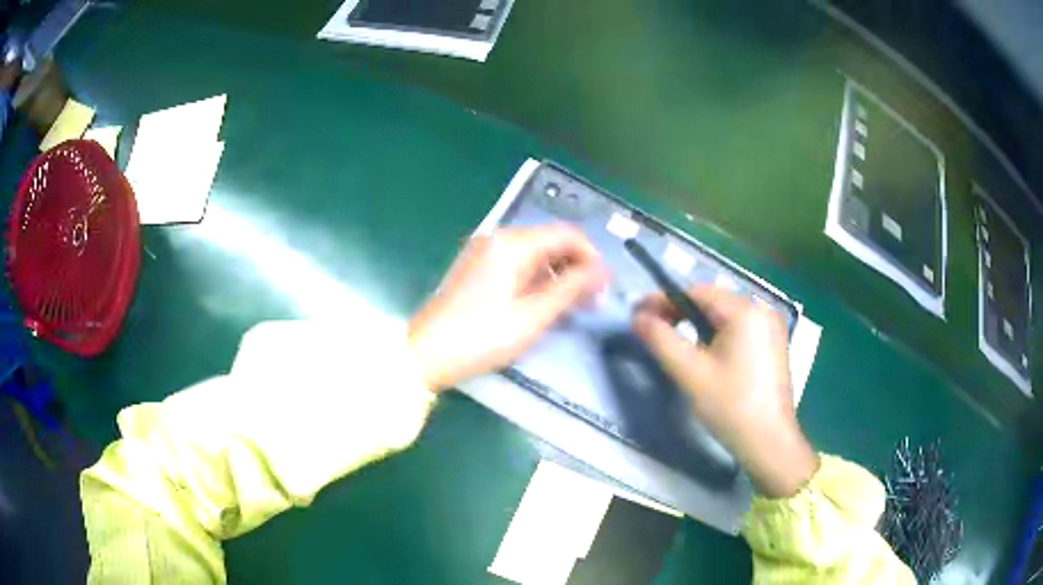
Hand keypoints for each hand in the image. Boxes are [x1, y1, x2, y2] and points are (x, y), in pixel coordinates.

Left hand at [408, 225, 606, 391]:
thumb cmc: (481, 336)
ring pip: (535, 255)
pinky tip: (545, 304)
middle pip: (551, 242)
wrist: (426, 352)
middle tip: (592, 301)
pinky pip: (518, 265)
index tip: (605, 287)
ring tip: (573, 307)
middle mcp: (499, 239)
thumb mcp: (532, 315)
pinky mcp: (478, 269)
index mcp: (513, 243)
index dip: (592, 257)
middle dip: (576, 267)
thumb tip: (601, 271)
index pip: (567, 234)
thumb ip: (570, 289)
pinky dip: (537, 280)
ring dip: (558, 275)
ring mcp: (485, 253)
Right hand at [633, 287, 818, 497]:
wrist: (769, 442)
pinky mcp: (773, 344)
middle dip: (680, 311)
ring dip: (697, 323)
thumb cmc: (731, 406)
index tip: (638, 311)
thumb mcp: (690, 373)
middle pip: (712, 301)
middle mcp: (762, 310)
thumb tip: (637, 316)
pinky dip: (717, 333)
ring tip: (673, 339)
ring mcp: (771, 327)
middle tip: (651, 327)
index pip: (697, 292)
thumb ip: (661, 340)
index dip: (664, 299)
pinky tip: (704, 351)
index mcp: (745, 311)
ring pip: (725, 315)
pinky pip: (739, 328)